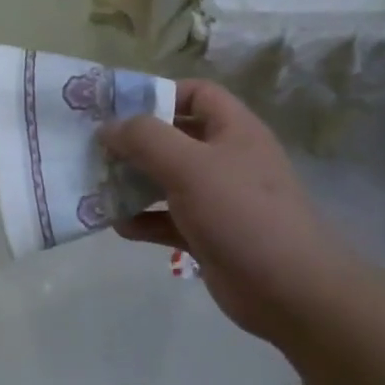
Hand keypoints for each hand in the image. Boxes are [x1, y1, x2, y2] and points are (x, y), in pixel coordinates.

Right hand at [100, 80, 357, 341]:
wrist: (289, 290)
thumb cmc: (241, 213)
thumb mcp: (189, 166)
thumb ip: (145, 139)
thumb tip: (108, 127)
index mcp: (233, 130)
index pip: (196, 94)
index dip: (159, 94)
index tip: (117, 110)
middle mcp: (226, 159)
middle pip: (174, 138)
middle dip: (134, 143)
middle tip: (95, 150)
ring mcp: (218, 199)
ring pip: (167, 181)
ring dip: (133, 183)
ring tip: (97, 187)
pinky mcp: (208, 234)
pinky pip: (168, 219)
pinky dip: (143, 220)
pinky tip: (118, 225)